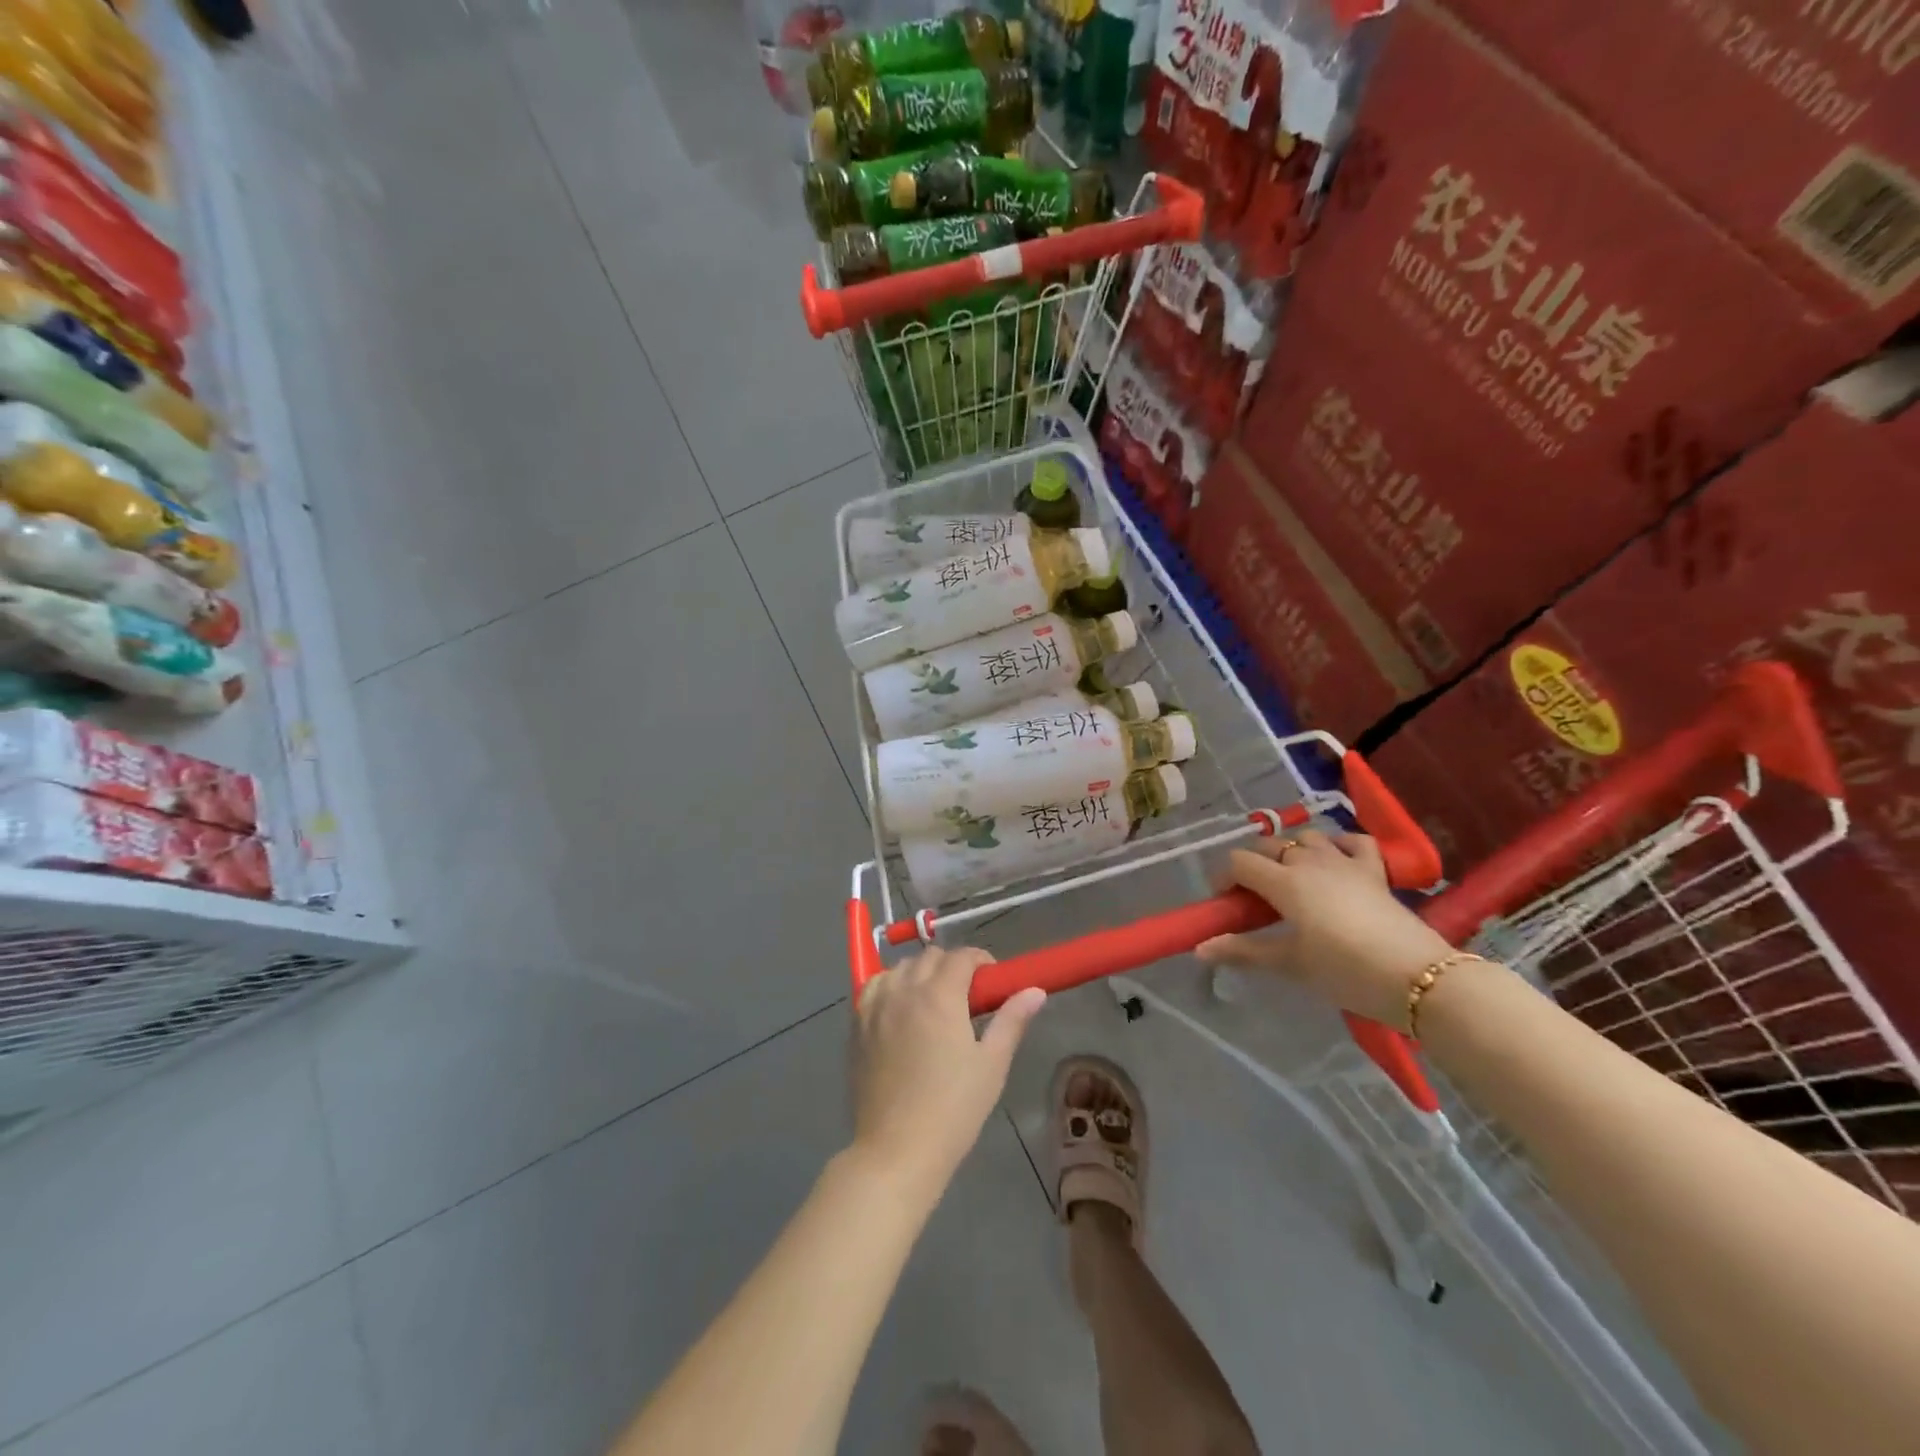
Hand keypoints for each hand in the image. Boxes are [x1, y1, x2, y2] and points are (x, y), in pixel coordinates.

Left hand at [850, 946, 1046, 1197]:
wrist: (896, 1151)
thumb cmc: (953, 1109)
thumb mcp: (991, 1065)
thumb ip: (1011, 1020)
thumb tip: (1035, 991)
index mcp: (940, 996)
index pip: (961, 957)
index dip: (980, 960)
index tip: (992, 981)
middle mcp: (904, 990)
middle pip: (930, 957)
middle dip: (952, 966)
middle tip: (967, 996)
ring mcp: (876, 1007)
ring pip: (900, 968)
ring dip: (920, 972)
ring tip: (933, 1002)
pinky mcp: (857, 1026)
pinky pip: (874, 987)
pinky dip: (890, 985)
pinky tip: (900, 1009)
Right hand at [1195, 830, 1455, 1030]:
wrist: (1418, 977)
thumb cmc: (1345, 971)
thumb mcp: (1290, 964)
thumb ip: (1243, 951)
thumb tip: (1199, 949)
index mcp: (1284, 882)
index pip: (1239, 862)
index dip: (1225, 878)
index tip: (1226, 904)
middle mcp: (1310, 861)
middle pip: (1268, 845)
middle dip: (1253, 864)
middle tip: (1254, 898)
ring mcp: (1346, 861)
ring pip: (1308, 838)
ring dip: (1292, 851)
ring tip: (1292, 879)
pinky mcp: (1375, 870)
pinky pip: (1353, 841)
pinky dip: (1339, 845)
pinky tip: (1335, 860)